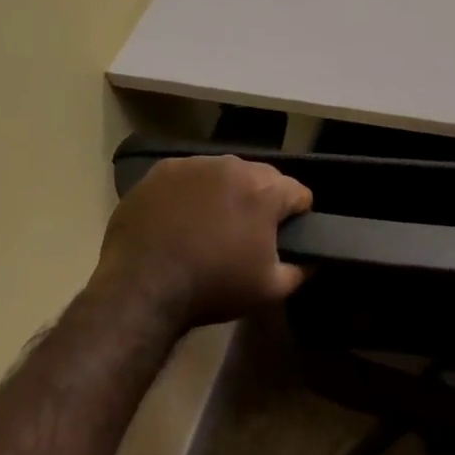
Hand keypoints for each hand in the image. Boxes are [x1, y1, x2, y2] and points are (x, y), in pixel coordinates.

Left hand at [86, 156, 311, 333]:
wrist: (141, 289)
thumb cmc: (213, 288)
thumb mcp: (270, 289)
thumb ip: (302, 269)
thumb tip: (314, 258)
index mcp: (265, 190)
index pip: (299, 193)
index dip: (297, 217)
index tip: (285, 238)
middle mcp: (233, 166)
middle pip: (263, 178)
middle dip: (261, 200)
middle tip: (247, 234)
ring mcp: (194, 164)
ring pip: (225, 174)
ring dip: (227, 193)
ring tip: (211, 225)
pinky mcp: (161, 171)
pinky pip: (190, 177)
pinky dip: (192, 192)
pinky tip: (181, 219)